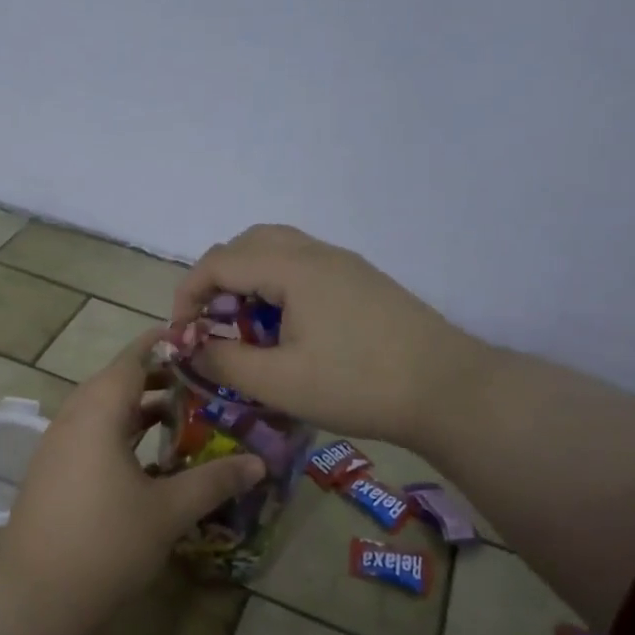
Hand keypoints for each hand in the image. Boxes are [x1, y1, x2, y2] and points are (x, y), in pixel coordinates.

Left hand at [0, 333, 263, 621]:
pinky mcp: (51, 471)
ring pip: (101, 411)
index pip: (132, 359)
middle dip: (157, 378)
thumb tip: (259, 463)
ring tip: (181, 416)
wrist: (35, 595)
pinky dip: (119, 433)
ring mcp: (56, 445)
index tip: (198, 340)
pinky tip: (148, 459)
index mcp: (98, 411)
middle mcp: (72, 417)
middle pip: (116, 382)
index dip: (164, 345)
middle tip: (201, 382)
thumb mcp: (168, 511)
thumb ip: (214, 481)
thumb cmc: (107, 543)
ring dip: (138, 409)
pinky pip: (90, 435)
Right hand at [173, 224, 484, 444]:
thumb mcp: (280, 382)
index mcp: (293, 268)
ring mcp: (344, 264)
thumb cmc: (359, 385)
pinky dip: (276, 285)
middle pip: (246, 243)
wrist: (451, 391)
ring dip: (247, 279)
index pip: (219, 262)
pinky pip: (303, 266)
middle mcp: (317, 253)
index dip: (189, 294)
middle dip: (216, 279)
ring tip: (245, 325)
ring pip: (277, 250)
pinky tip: (286, 328)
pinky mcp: (362, 281)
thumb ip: (225, 361)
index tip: (183, 334)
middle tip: (211, 322)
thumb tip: (192, 348)